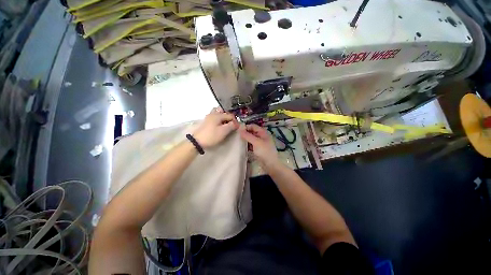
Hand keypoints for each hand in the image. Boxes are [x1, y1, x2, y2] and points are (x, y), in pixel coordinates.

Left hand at [193, 108, 237, 148]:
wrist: (197, 142)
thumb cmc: (212, 136)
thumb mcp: (224, 131)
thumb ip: (231, 125)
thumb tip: (236, 123)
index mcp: (218, 115)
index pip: (230, 115)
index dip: (235, 121)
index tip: (237, 127)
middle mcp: (213, 113)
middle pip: (223, 111)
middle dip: (229, 117)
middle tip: (231, 124)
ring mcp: (209, 117)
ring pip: (218, 114)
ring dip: (223, 117)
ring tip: (226, 124)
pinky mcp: (206, 122)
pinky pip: (215, 117)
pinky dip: (219, 120)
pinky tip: (220, 126)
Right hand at [239, 124, 279, 168]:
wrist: (270, 165)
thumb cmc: (264, 151)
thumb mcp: (256, 142)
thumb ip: (248, 135)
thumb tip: (239, 129)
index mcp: (263, 132)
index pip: (253, 126)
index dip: (246, 127)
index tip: (237, 129)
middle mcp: (261, 136)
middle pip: (252, 132)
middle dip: (245, 133)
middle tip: (236, 135)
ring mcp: (260, 143)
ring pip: (251, 139)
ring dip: (245, 139)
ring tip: (237, 140)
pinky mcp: (258, 149)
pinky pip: (251, 145)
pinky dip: (247, 144)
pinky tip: (241, 146)